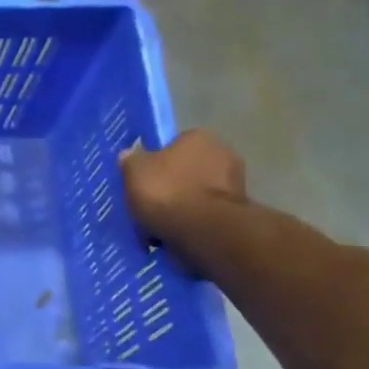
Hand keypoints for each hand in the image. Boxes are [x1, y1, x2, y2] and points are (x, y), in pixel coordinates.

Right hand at [120, 130, 246, 244]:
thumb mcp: (134, 171)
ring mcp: (235, 182)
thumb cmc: (167, 191)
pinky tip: (176, 232)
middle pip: (189, 167)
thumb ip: (131, 160)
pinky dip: (193, 220)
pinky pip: (206, 212)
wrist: (204, 230)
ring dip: (184, 203)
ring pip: (198, 191)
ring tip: (160, 221)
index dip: (157, 161)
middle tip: (151, 200)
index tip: (145, 178)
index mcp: (198, 137)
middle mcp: (223, 152)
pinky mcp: (238, 210)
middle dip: (173, 182)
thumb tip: (130, 154)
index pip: (174, 144)